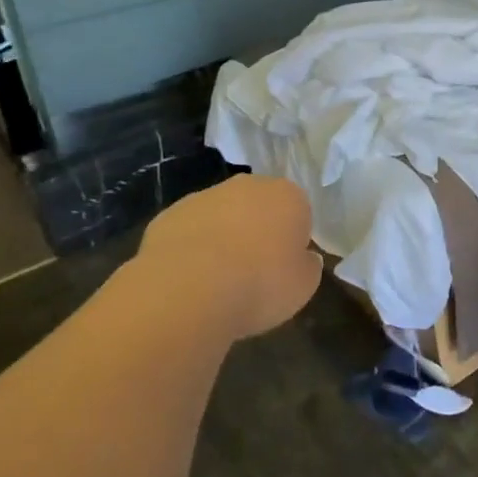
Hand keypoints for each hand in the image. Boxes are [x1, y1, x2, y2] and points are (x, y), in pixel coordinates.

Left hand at [137, 175, 320, 339]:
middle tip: (253, 272)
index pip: (298, 211)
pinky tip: (188, 281)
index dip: (292, 240)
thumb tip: (303, 259)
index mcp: (288, 196)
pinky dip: (190, 250)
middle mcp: (248, 186)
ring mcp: (205, 196)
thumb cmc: (259, 285)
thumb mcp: (303, 287)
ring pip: (221, 216)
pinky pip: (189, 231)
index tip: (284, 267)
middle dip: (257, 231)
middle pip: (258, 206)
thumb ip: (307, 266)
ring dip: (222, 238)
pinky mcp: (169, 214)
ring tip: (216, 282)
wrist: (187, 290)